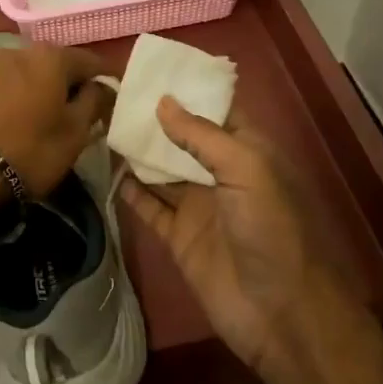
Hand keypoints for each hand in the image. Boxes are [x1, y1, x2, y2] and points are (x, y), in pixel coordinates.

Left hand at [0, 43, 113, 202]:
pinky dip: (13, 96)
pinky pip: (2, 84)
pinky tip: (13, 118)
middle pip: (55, 63)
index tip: (113, 99)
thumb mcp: (73, 134)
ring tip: (43, 117)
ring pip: (26, 72)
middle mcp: (20, 49)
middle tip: (77, 111)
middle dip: (68, 83)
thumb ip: (94, 103)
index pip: (90, 61)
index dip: (105, 80)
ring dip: (38, 89)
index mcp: (52, 56)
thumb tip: (103, 87)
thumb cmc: (27, 150)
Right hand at [120, 98, 356, 374]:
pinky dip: (130, 189)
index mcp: (246, 151)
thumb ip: (202, 135)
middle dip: (153, 117)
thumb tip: (162, 101)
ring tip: (101, 122)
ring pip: (162, 169)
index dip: (186, 90)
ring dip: (137, 150)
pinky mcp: (179, 237)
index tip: (149, 70)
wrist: (281, 313)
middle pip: (182, 138)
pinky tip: (106, 168)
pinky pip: (149, 206)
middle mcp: (220, 173)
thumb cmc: (271, 228)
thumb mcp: (246, 169)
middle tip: (113, 93)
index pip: (214, 110)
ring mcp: (199, 206)